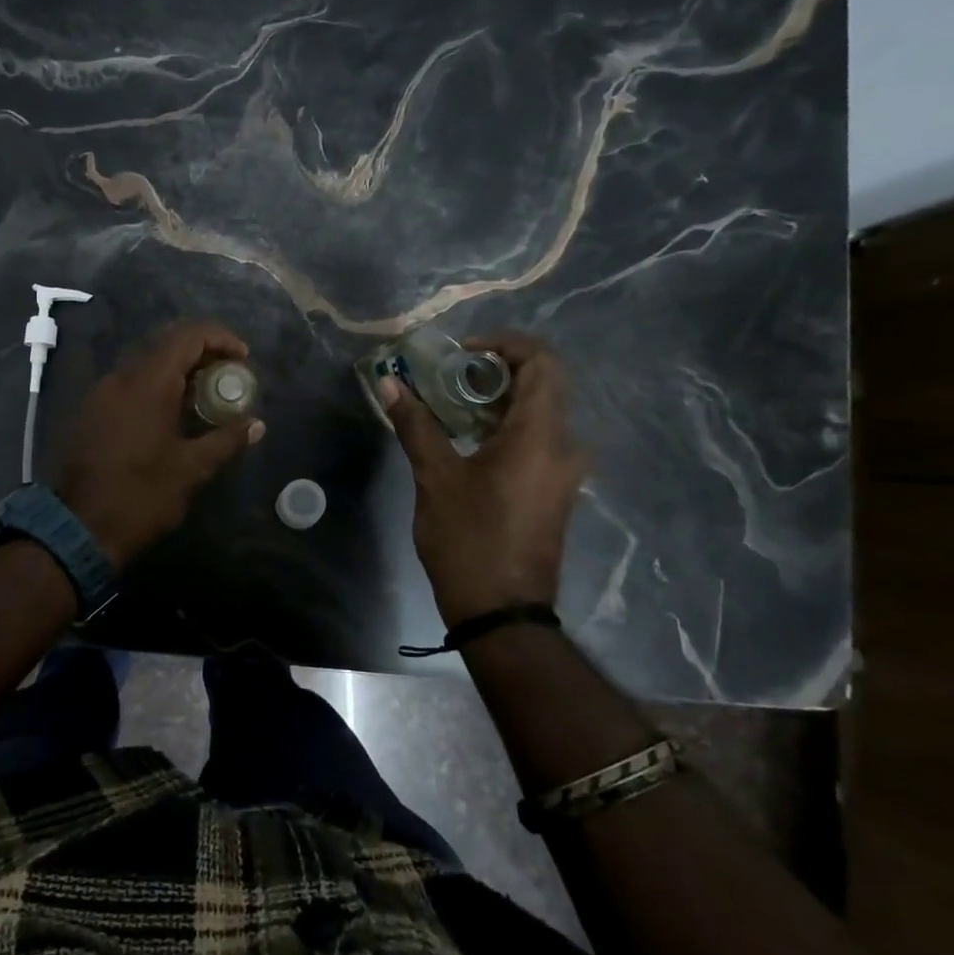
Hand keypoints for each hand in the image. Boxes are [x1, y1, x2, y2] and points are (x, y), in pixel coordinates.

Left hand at [56, 320, 264, 569]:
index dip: (220, 338)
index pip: (188, 336)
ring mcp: (101, 394)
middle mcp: (121, 378)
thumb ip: (226, 440)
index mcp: (148, 383)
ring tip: (203, 399)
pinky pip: (128, 385)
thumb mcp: (191, 469)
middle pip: (166, 345)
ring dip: (177, 373)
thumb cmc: (141, 496)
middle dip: (201, 354)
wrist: (79, 528)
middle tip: (226, 378)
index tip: (242, 359)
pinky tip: (170, 417)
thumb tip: (257, 425)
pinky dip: (155, 388)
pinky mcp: (91, 413)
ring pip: (145, 365)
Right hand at [379, 331, 587, 624]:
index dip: (506, 344)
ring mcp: (564, 470)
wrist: (502, 611)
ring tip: (450, 401)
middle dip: (495, 370)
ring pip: (540, 412)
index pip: (542, 362)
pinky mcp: (555, 489)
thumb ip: (415, 424)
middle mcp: (564, 445)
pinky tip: (467, 436)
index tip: (464, 351)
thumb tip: (389, 383)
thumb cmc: (470, 538)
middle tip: (449, 374)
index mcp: (541, 435)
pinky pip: (538, 438)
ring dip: (498, 398)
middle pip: (543, 384)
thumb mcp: (435, 477)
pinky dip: (506, 424)